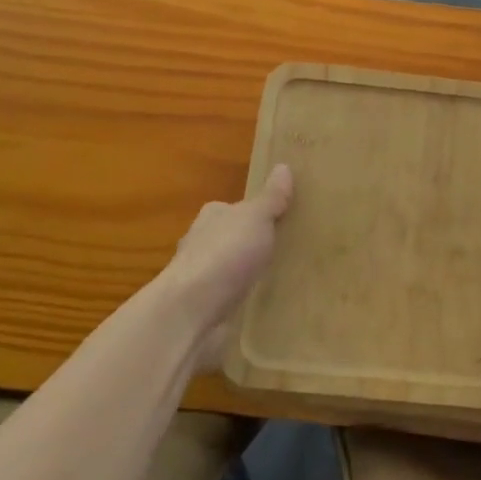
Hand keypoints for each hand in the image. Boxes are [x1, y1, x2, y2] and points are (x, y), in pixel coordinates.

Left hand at [160, 164, 292, 371]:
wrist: (190, 313)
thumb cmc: (224, 255)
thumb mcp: (256, 218)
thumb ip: (271, 198)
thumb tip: (283, 166)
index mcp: (211, 217)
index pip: (234, 209)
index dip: (256, 212)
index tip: (282, 220)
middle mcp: (201, 245)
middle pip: (232, 239)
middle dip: (253, 245)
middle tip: (290, 250)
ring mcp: (202, 281)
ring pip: (232, 272)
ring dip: (249, 276)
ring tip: (285, 280)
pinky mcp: (205, 311)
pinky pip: (232, 301)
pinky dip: (245, 302)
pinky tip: (266, 307)